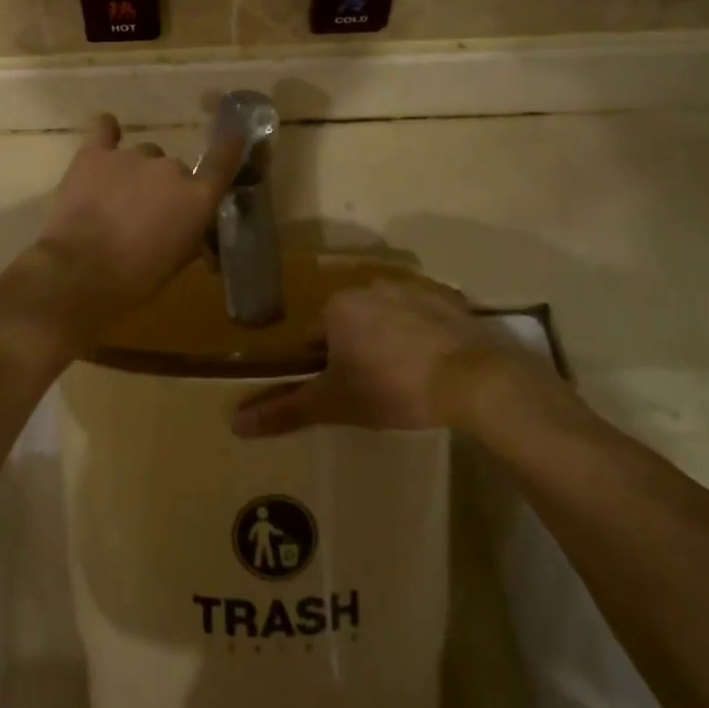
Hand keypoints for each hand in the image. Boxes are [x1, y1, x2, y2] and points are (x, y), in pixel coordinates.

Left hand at [32, 114, 243, 323]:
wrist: (80, 271)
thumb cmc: (135, 278)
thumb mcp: (176, 262)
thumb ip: (189, 234)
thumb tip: (190, 227)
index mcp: (197, 197)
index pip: (223, 161)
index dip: (230, 147)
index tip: (235, 136)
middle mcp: (171, 168)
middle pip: (173, 168)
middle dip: (163, 188)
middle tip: (144, 214)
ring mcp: (132, 156)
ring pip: (142, 155)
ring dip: (134, 172)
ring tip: (114, 199)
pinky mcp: (95, 153)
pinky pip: (104, 129)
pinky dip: (106, 133)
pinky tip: (104, 144)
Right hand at [232, 280, 556, 437]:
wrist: (473, 380)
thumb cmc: (394, 387)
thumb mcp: (336, 404)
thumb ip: (286, 409)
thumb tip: (235, 422)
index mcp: (337, 305)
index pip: (315, 336)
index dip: (325, 367)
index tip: (345, 391)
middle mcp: (368, 285)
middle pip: (351, 322)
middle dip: (357, 349)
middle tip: (376, 387)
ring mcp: (411, 287)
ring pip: (387, 316)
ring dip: (390, 338)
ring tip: (408, 376)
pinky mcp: (448, 298)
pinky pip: (424, 314)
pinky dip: (424, 333)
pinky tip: (435, 362)